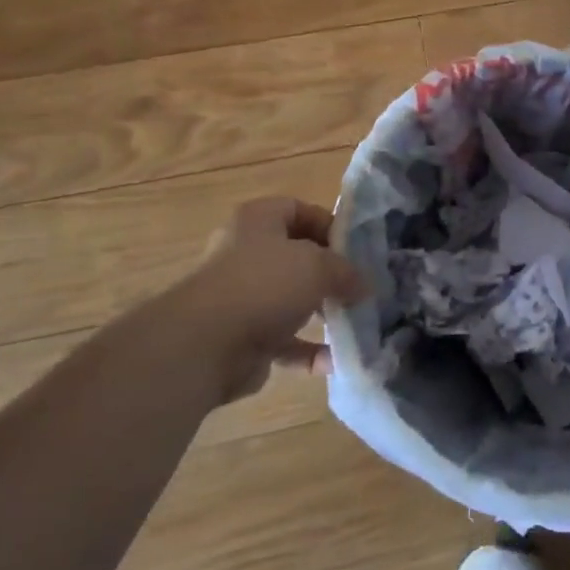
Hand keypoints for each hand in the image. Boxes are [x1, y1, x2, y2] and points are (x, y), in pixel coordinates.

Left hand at [145, 196, 367, 403]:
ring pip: (291, 300)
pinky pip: (284, 341)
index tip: (357, 248)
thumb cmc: (264, 284)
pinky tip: (334, 360)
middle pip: (296, 256)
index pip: (299, 209)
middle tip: (360, 286)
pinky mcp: (242, 338)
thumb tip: (364, 285)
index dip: (329, 224)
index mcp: (258, 221)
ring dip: (322, 312)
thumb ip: (346, 271)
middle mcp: (246, 254)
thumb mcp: (318, 265)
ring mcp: (242, 297)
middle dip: (330, 272)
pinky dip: (308, 351)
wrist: (205, 345)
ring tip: (354, 320)